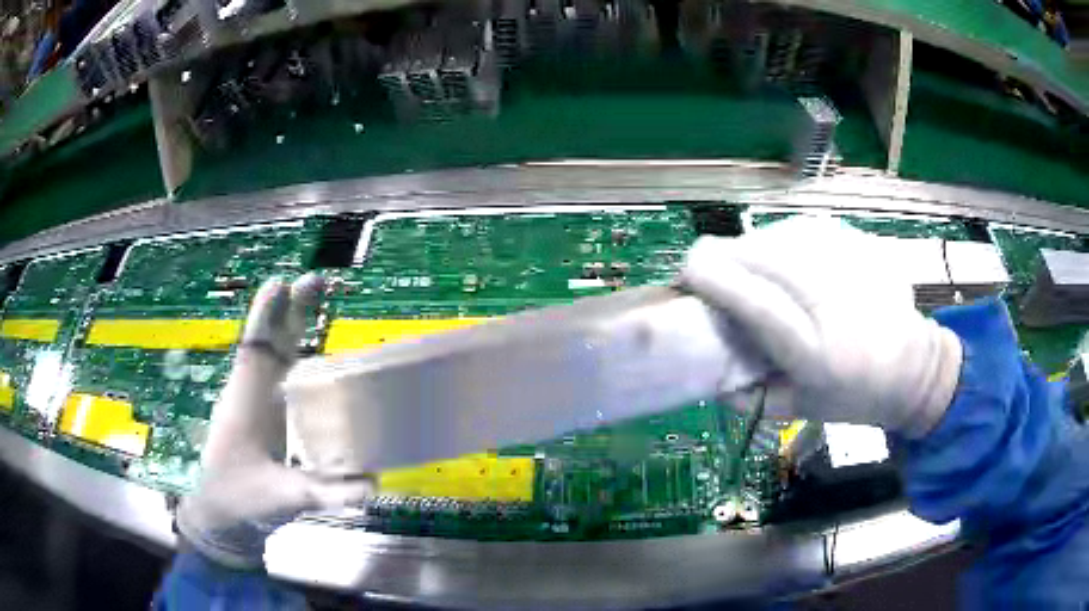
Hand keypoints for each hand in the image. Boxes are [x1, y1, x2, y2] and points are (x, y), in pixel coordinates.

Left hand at [176, 274, 371, 569]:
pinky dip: (303, 361)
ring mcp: (263, 408)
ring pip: (280, 359)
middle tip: (317, 280)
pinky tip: (324, 360)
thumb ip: (322, 493)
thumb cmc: (241, 500)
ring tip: (321, 304)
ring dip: (298, 330)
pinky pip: (288, 382)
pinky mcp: (272, 422)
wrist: (226, 518)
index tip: (281, 282)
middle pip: (273, 344)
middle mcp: (253, 397)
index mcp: (245, 404)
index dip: (266, 316)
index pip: (254, 350)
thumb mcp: (280, 498)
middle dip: (292, 311)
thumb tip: (372, 485)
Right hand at [681, 217, 962, 437]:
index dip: (713, 277)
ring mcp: (852, 264)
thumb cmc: (853, 397)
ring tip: (755, 270)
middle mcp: (834, 301)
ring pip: (780, 234)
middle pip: (762, 256)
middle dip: (726, 258)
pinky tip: (790, 261)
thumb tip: (708, 363)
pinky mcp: (861, 243)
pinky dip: (784, 242)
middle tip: (716, 274)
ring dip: (755, 249)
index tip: (687, 271)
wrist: (911, 368)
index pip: (755, 301)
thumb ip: (747, 393)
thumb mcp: (797, 409)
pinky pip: (805, 229)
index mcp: (816, 352)